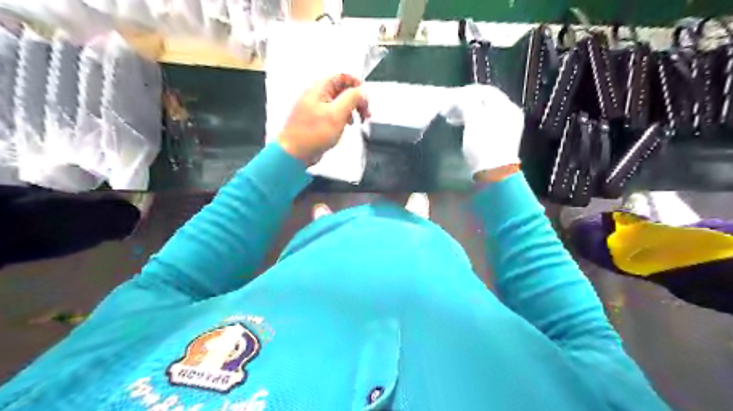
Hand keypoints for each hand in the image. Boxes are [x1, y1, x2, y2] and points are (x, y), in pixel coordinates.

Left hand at [277, 74, 368, 165]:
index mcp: (320, 88)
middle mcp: (317, 95)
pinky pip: (334, 114)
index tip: (365, 96)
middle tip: (365, 111)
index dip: (356, 84)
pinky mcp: (318, 119)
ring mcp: (317, 108)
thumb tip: (361, 92)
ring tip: (358, 120)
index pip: (342, 76)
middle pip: (343, 89)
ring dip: (351, 110)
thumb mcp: (336, 114)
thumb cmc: (309, 135)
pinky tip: (346, 126)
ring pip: (340, 102)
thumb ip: (351, 99)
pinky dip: (343, 118)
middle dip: (356, 99)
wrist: (295, 152)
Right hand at [456, 84, 524, 176]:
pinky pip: (484, 125)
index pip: (486, 91)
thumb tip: (460, 96)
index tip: (450, 98)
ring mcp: (506, 129)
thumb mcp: (474, 119)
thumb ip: (467, 103)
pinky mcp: (499, 141)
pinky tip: (462, 129)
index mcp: (506, 107)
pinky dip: (472, 124)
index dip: (467, 92)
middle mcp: (509, 115)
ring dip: (466, 114)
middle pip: (485, 102)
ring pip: (484, 114)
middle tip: (448, 110)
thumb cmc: (484, 144)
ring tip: (451, 120)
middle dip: (465, 103)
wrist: (493, 174)